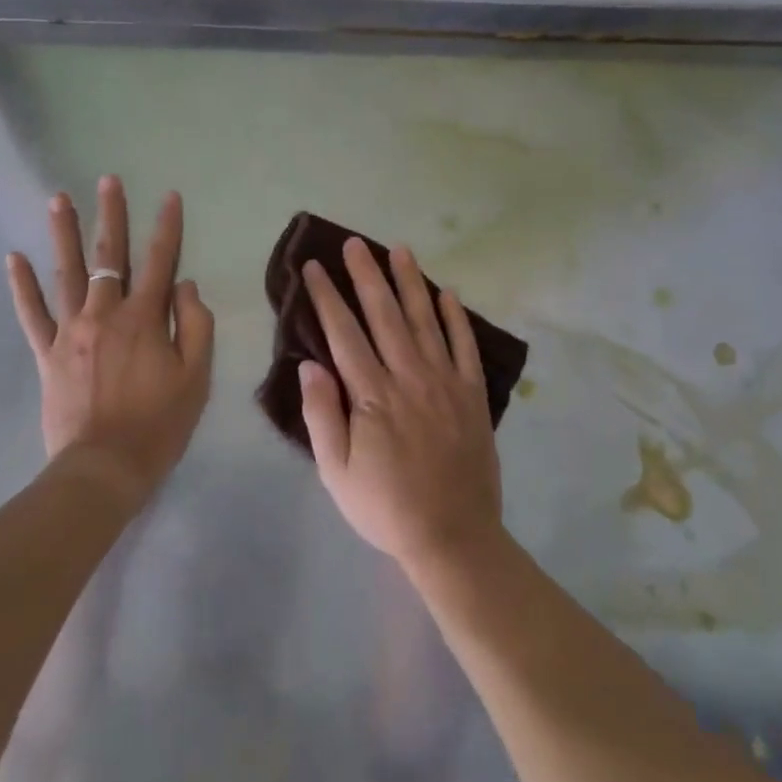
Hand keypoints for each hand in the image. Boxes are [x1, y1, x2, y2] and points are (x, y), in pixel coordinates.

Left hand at [7, 176, 214, 504]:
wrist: (104, 468)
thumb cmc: (159, 424)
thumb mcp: (196, 377)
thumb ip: (195, 325)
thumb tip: (185, 285)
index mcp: (145, 318)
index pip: (159, 260)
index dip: (167, 226)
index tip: (168, 196)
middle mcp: (105, 313)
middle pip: (108, 255)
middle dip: (111, 215)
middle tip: (107, 180)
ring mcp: (71, 331)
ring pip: (65, 273)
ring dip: (62, 233)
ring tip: (58, 198)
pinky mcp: (47, 353)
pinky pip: (31, 314)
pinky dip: (21, 286)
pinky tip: (13, 258)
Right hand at [299, 238, 503, 570]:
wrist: (453, 538)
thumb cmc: (385, 507)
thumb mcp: (336, 472)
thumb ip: (322, 414)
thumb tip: (309, 364)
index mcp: (372, 395)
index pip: (344, 333)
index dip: (328, 297)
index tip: (315, 266)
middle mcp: (408, 377)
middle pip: (384, 315)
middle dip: (367, 275)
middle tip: (355, 243)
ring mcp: (445, 383)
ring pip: (425, 320)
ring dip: (410, 283)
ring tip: (400, 250)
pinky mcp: (472, 395)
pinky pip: (464, 347)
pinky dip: (456, 318)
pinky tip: (447, 293)